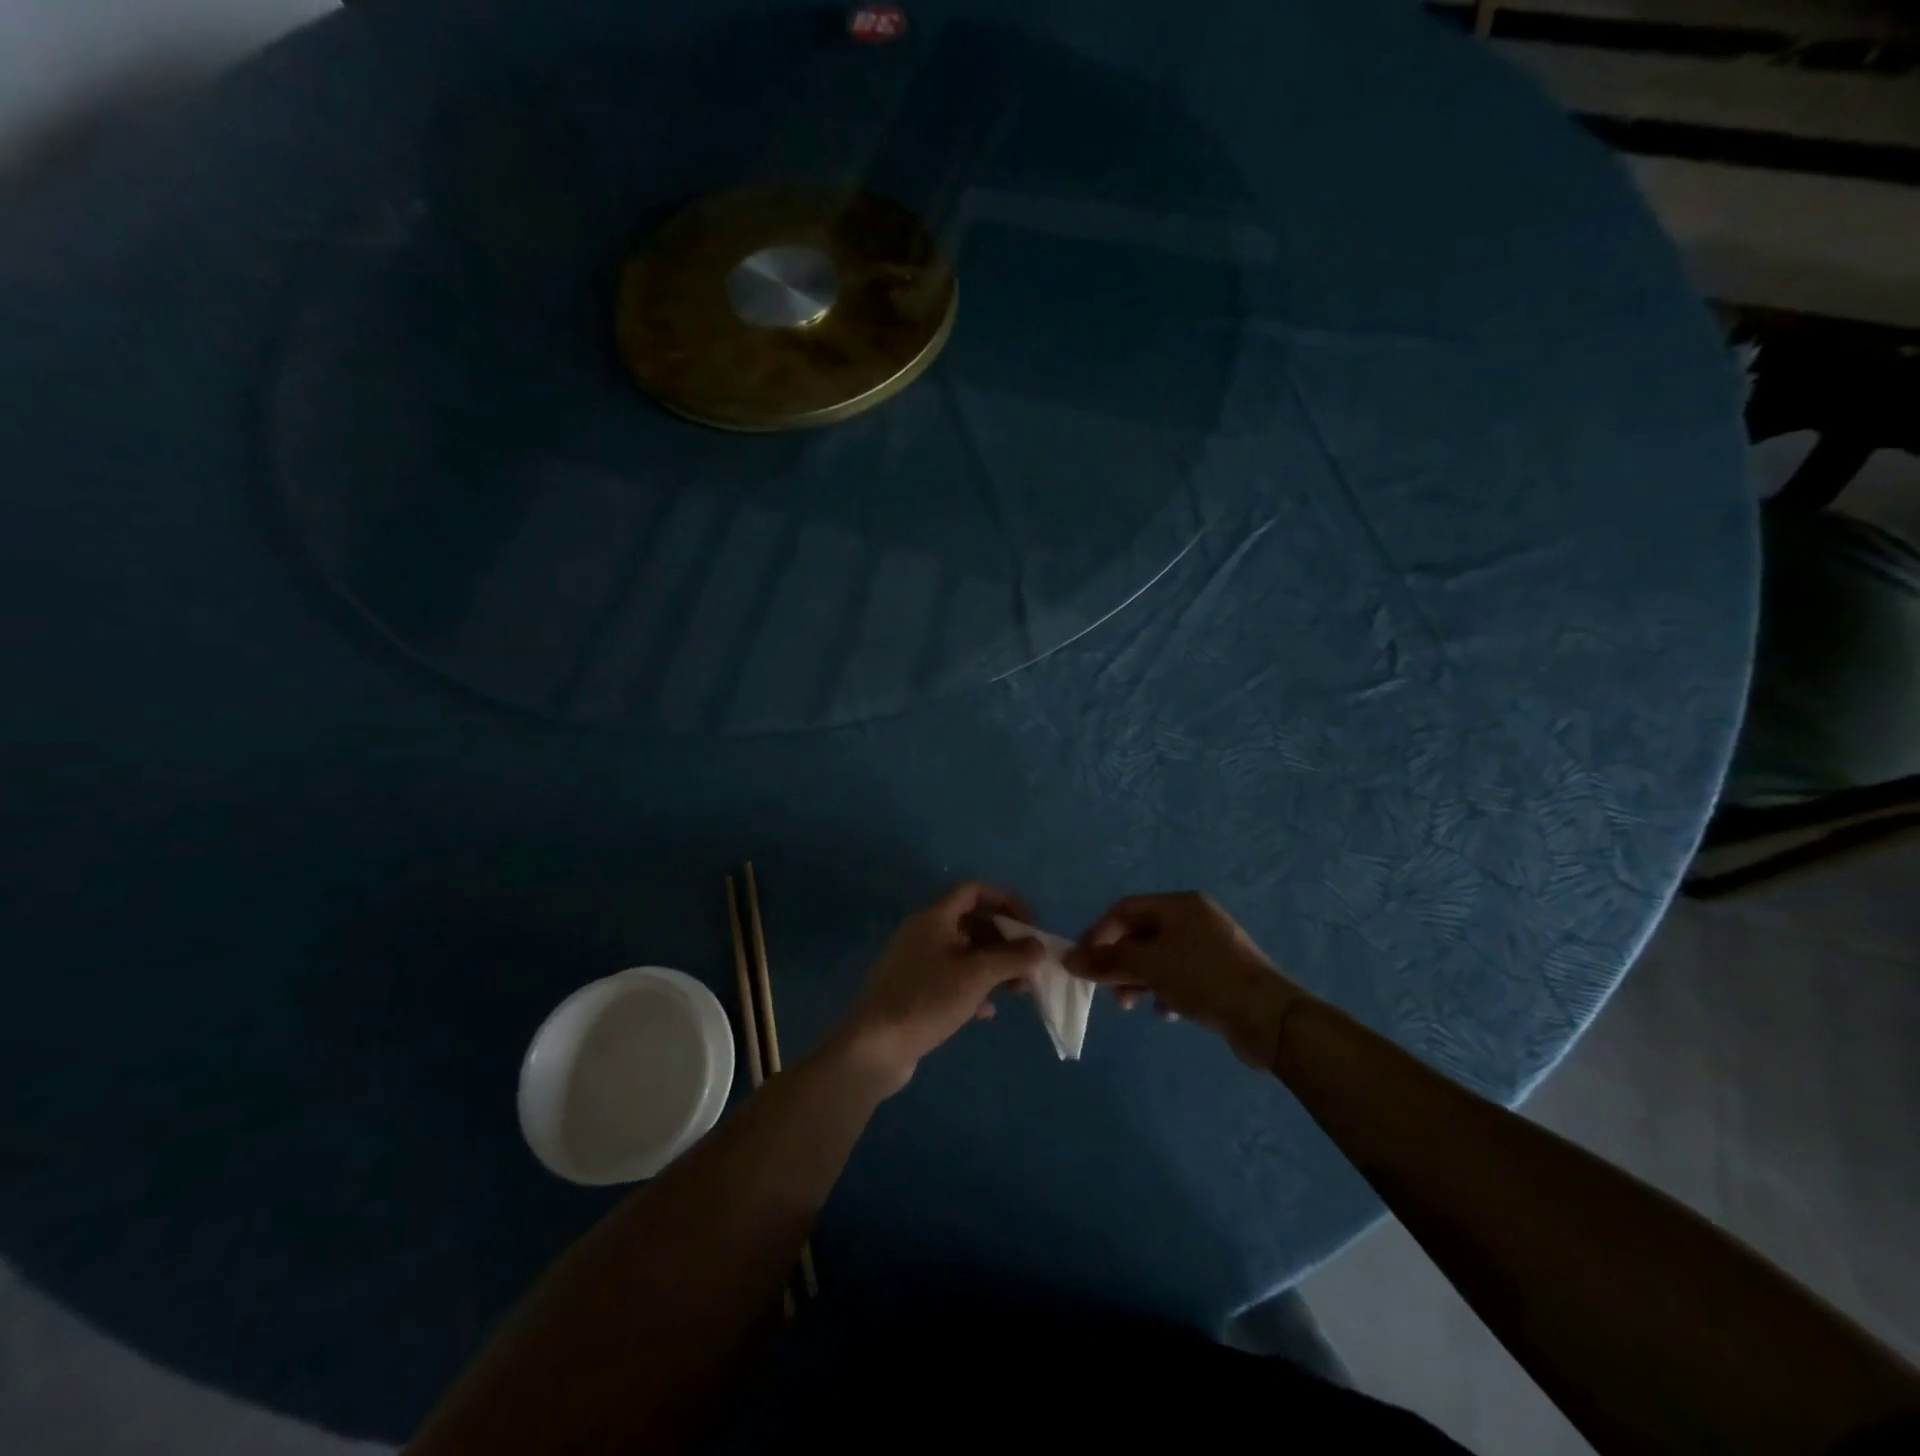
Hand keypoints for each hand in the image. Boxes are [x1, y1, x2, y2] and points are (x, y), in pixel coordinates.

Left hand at [835, 882, 1047, 1095]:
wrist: (875, 1046)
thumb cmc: (927, 999)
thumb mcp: (977, 976)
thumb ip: (1012, 958)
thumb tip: (1039, 947)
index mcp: (934, 918)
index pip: (974, 892)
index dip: (1005, 902)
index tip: (1030, 926)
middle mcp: (924, 933)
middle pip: (972, 924)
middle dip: (1005, 942)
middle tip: (1029, 966)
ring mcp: (917, 963)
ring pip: (965, 954)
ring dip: (993, 968)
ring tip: (1018, 991)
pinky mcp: (915, 990)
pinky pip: (952, 979)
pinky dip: (973, 989)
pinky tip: (986, 1012)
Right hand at [1065, 892, 1307, 1071]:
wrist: (1270, 1019)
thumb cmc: (1205, 980)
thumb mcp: (1150, 967)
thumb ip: (1107, 961)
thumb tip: (1068, 958)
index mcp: (1180, 905)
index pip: (1124, 910)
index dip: (1099, 934)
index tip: (1084, 964)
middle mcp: (1195, 918)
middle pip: (1141, 934)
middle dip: (1119, 962)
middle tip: (1109, 990)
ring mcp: (1211, 946)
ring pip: (1159, 957)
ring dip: (1139, 979)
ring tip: (1132, 1005)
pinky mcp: (1221, 974)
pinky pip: (1181, 975)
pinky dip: (1165, 990)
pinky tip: (1165, 1013)